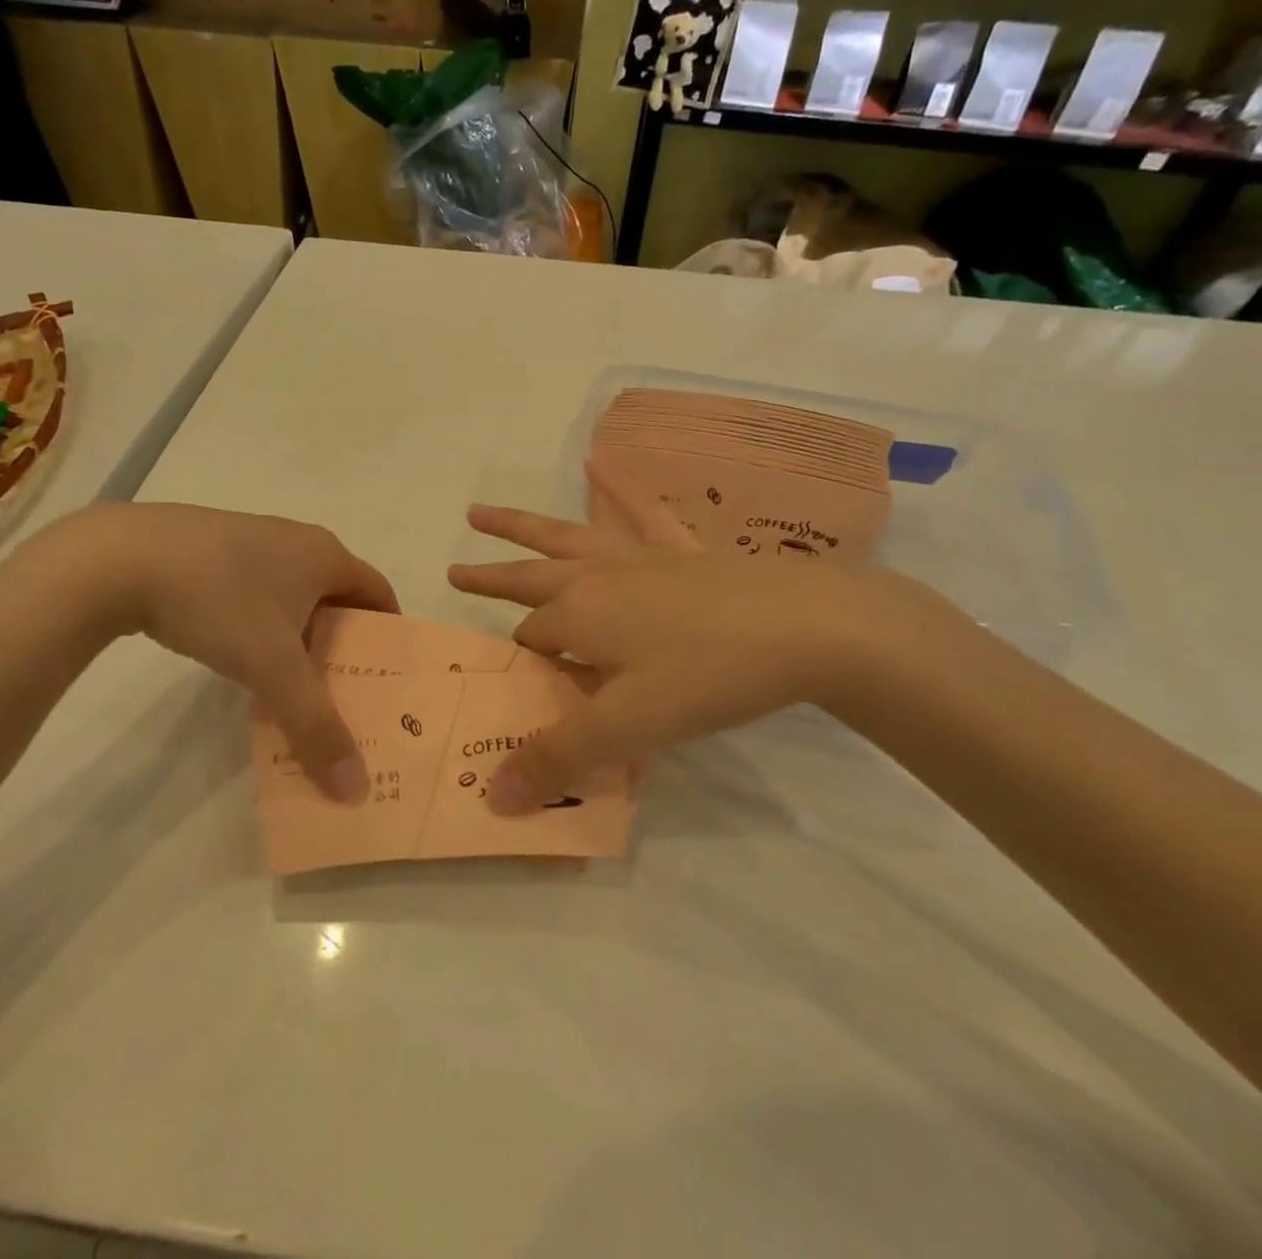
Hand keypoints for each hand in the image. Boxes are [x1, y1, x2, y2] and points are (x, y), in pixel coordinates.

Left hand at [15, 503, 397, 801]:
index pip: (379, 592)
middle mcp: (296, 539)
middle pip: (337, 595)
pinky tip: (237, 655)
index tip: (386, 677)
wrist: (119, 558)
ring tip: (289, 684)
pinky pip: (256, 589)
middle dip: (343, 643)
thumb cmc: (218, 602)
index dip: (388, 633)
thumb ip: (316, 727)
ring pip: (293, 594)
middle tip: (341, 691)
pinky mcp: (210, 547)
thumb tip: (356, 789)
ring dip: (299, 636)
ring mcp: (251, 538)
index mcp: (325, 555)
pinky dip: (262, 624)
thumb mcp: (272, 669)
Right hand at [448, 465, 918, 812]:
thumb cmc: (708, 676)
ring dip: (522, 527)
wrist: (809, 626)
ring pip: (566, 536)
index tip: (507, 680)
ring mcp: (641, 556)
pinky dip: (617, 491)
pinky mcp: (683, 550)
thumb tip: (492, 799)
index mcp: (578, 615)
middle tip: (453, 570)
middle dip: (490, 575)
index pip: (530, 641)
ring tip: (481, 511)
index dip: (518, 663)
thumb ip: (558, 759)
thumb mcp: (628, 727)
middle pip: (529, 574)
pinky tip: (601, 464)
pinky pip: (641, 514)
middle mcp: (598, 577)